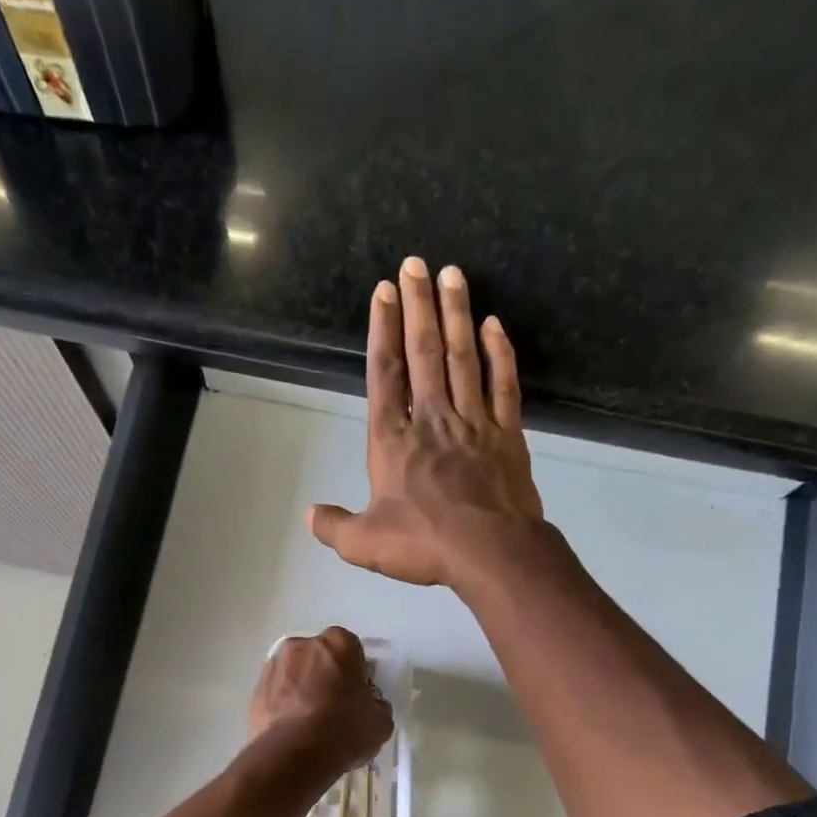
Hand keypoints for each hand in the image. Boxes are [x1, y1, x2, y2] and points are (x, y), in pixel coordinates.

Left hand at [247, 627, 391, 776]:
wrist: (294, 754)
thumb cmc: (344, 730)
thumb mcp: (380, 722)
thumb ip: (376, 705)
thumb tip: (370, 705)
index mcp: (338, 643)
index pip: (351, 650)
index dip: (355, 672)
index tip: (357, 694)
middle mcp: (303, 645)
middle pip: (319, 657)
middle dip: (325, 675)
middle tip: (333, 706)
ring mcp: (274, 665)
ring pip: (294, 673)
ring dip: (301, 688)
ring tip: (308, 720)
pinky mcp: (255, 689)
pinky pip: (276, 693)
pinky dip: (282, 704)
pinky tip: (291, 729)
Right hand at [308, 257, 544, 588]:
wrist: (490, 552)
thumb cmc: (424, 544)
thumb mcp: (364, 544)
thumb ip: (334, 526)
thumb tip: (309, 516)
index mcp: (393, 441)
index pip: (385, 374)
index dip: (382, 331)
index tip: (384, 291)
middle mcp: (432, 420)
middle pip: (423, 353)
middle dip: (418, 306)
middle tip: (416, 263)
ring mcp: (473, 423)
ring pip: (463, 358)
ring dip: (456, 315)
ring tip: (453, 274)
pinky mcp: (507, 435)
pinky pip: (503, 385)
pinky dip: (500, 354)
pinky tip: (494, 325)